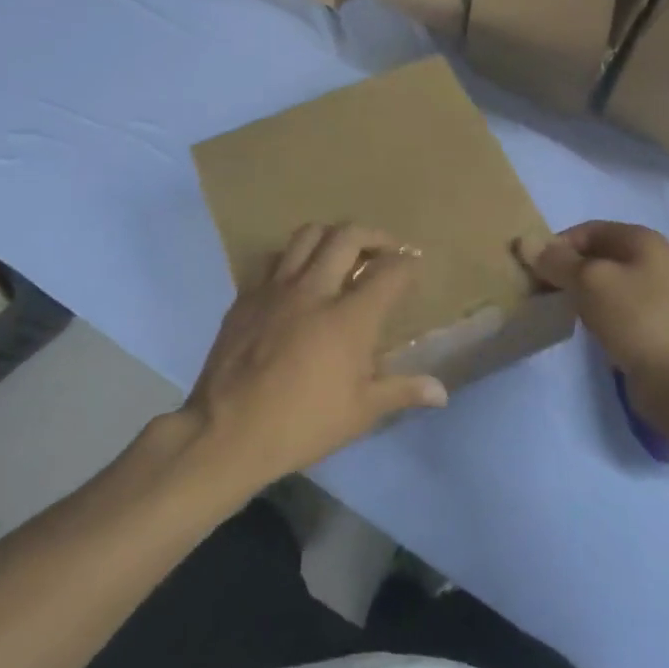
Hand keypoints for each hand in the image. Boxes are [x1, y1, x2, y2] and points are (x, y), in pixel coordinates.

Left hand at [183, 223, 447, 488]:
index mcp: (349, 318)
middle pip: (347, 236)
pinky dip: (294, 258)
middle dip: (374, 235)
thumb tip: (441, 391)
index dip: (407, 264)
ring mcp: (275, 289)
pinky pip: (274, 260)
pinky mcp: (246, 297)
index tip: (414, 265)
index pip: (389, 272)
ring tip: (341, 253)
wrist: (226, 431)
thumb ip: (402, 391)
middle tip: (384, 250)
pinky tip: (298, 280)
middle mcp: (314, 290)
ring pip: (307, 236)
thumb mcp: (360, 413)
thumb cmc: (302, 424)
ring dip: (332, 237)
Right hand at [519, 221, 668, 422]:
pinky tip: (576, 324)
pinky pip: (609, 307)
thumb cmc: (635, 318)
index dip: (556, 244)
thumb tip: (524, 242)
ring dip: (574, 291)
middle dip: (563, 268)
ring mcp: (650, 293)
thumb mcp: (590, 281)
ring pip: (600, 282)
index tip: (531, 268)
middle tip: (535, 289)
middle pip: (594, 255)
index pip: (587, 230)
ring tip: (551, 307)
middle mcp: (649, 260)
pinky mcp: (647, 322)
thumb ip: (556, 261)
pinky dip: (589, 310)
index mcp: (641, 240)